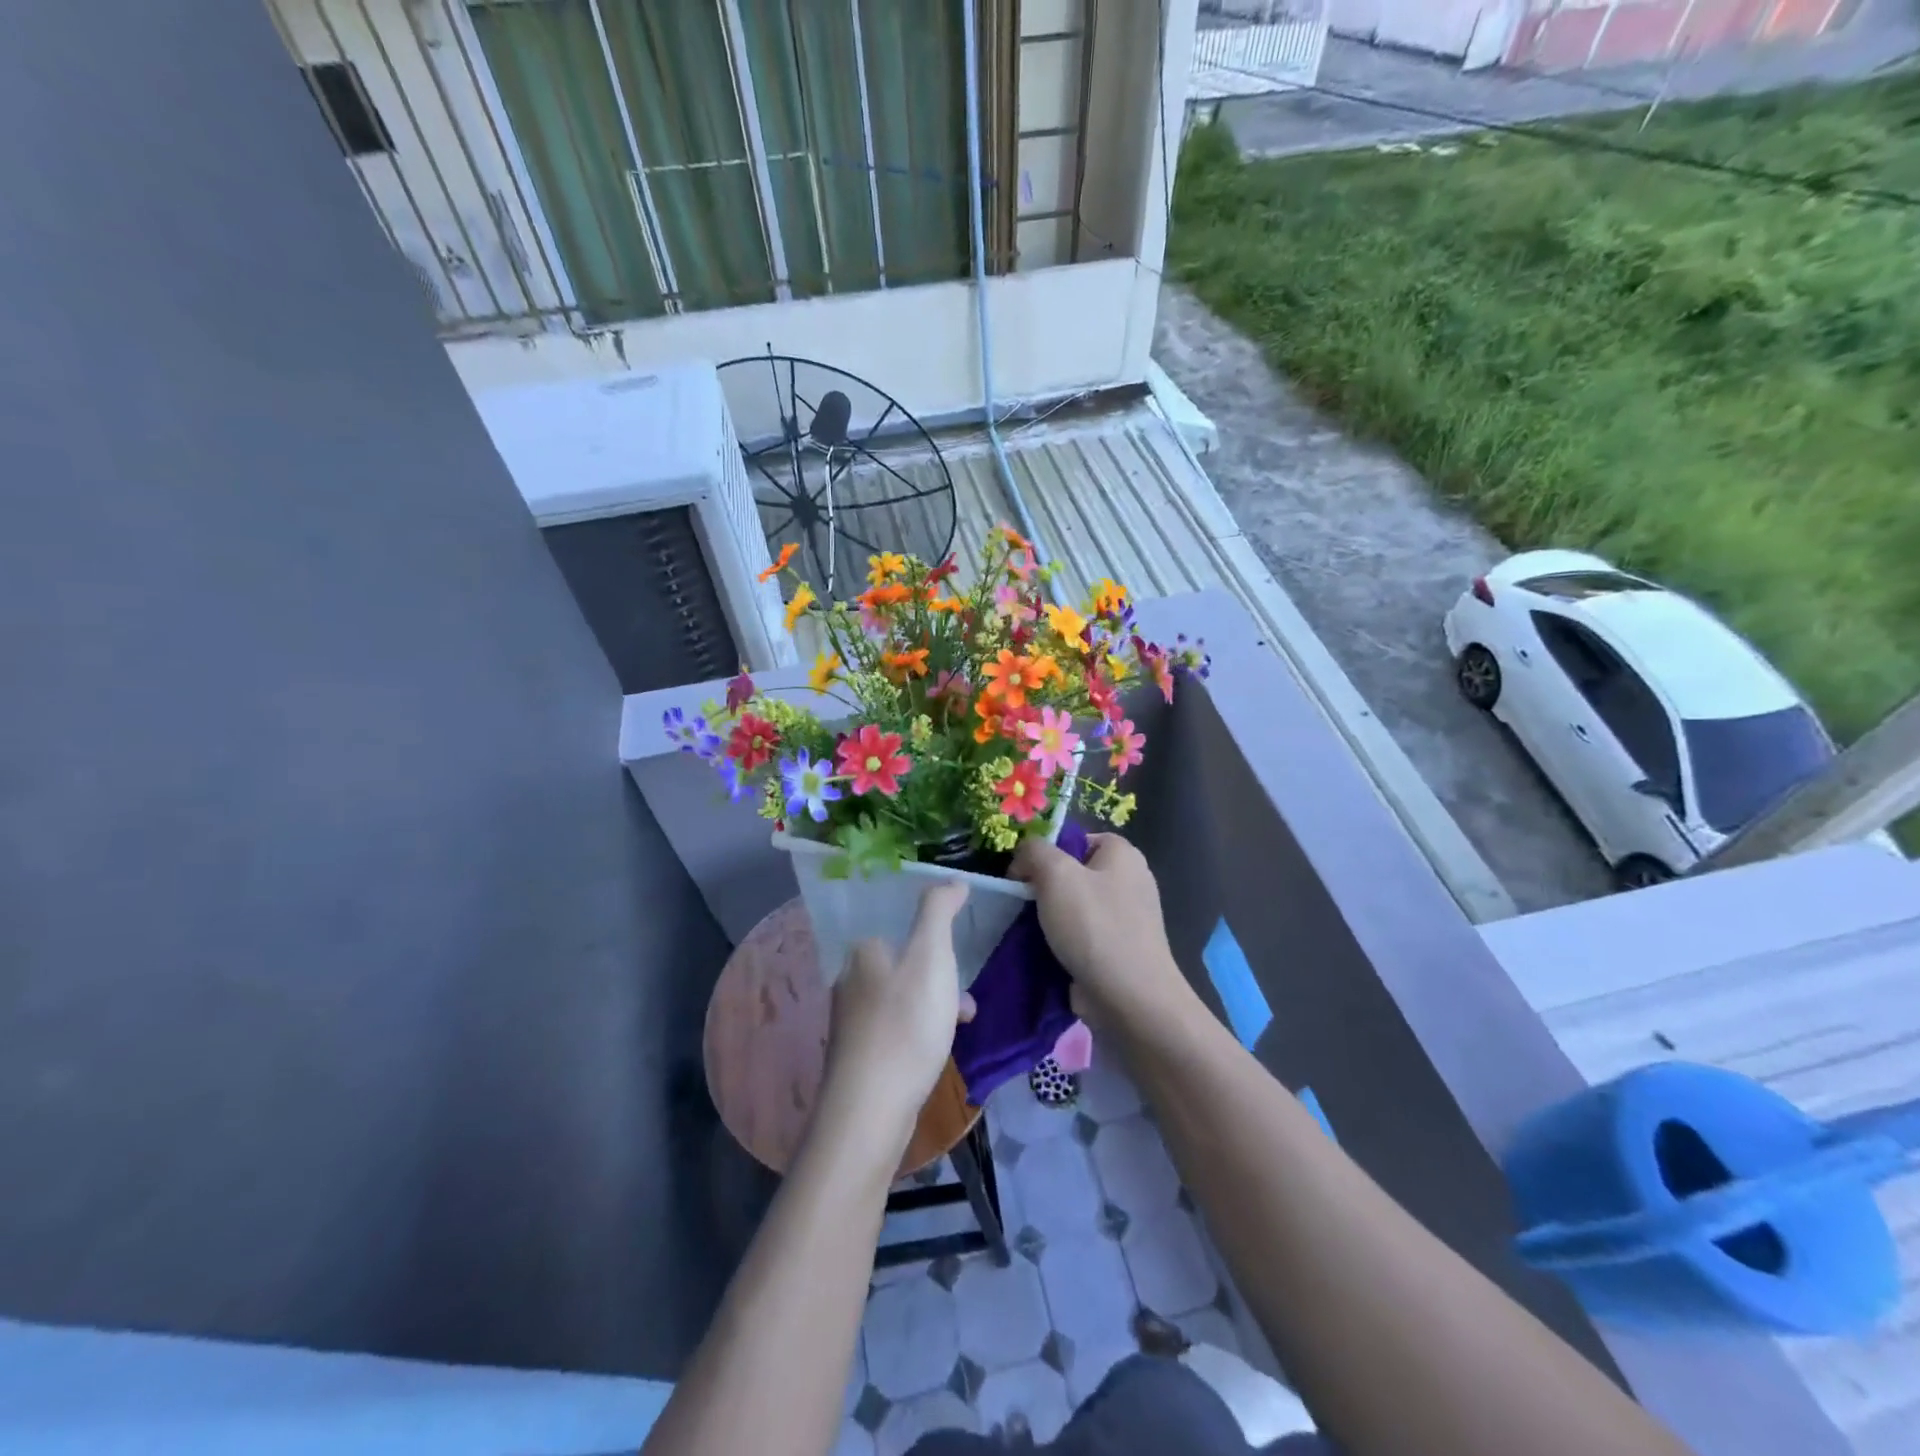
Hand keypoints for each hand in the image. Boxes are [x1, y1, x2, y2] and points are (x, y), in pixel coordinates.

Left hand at [820, 883, 976, 1149]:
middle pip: (904, 964)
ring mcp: (850, 1023)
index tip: (959, 958)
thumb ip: (939, 912)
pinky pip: (896, 1030)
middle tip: (965, 1000)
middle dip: (940, 977)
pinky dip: (919, 1033)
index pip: (899, 927)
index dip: (934, 939)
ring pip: (902, 999)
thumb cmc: (905, 1025)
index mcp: (861, 952)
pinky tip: (935, 1053)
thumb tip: (952, 880)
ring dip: (934, 1006)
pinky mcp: (857, 1058)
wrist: (870, 1112)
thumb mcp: (930, 957)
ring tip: (960, 1026)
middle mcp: (849, 981)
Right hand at [1011, 833, 1190, 1030]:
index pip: (1076, 840)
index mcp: (1123, 855)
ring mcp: (1126, 919)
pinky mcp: (1118, 951)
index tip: (1022, 875)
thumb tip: (1023, 861)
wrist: (1130, 999)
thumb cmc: (1094, 926)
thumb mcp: (1055, 873)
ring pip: (1074, 908)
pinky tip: (1042, 953)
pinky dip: (1062, 943)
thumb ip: (1033, 852)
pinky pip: (1081, 937)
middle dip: (1044, 888)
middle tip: (1020, 903)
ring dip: (1049, 918)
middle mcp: (1130, 881)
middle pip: (1074, 874)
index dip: (1046, 852)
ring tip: (1026, 930)